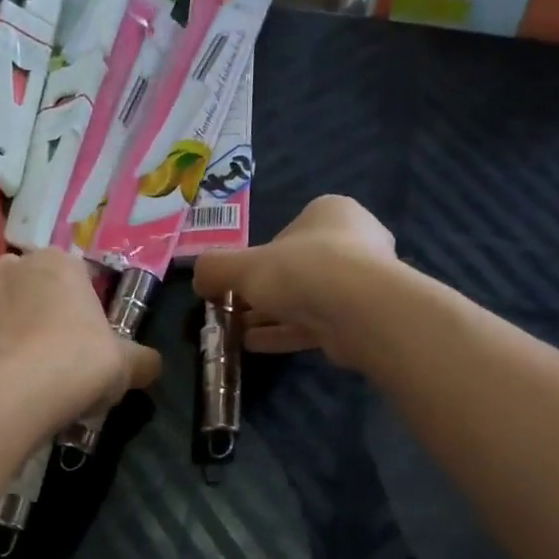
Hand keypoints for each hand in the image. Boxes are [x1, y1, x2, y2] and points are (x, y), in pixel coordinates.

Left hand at [0, 250, 161, 413]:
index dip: (80, 309)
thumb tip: (151, 364)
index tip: (85, 340)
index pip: (73, 276)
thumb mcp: (126, 364)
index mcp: (57, 262)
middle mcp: (9, 267)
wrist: (17, 394)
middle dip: (38, 314)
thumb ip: (141, 359)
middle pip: (29, 289)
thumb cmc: (79, 363)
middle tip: (54, 357)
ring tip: (21, 375)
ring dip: (6, 333)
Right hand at [192, 195, 397, 366]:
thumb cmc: (301, 270)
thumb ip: (215, 268)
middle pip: (294, 269)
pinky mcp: (360, 319)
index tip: (234, 283)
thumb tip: (198, 280)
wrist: (358, 310)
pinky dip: (283, 333)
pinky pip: (313, 324)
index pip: (285, 234)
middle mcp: (351, 241)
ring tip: (235, 333)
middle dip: (261, 293)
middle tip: (231, 311)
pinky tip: (253, 345)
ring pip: (304, 299)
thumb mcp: (244, 266)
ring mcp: (359, 283)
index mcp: (329, 213)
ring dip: (268, 316)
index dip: (256, 259)